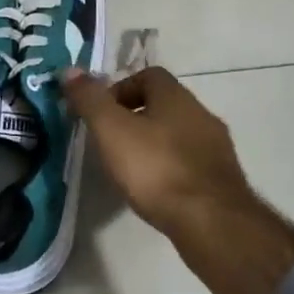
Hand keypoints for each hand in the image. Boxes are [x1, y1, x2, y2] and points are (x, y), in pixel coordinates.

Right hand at [60, 64, 254, 234]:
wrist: (211, 222)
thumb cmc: (156, 168)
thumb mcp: (111, 130)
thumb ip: (90, 99)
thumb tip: (69, 70)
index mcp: (176, 96)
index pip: (148, 75)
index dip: (120, 89)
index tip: (101, 114)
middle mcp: (201, 114)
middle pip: (164, 104)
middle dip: (136, 117)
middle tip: (111, 141)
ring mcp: (216, 147)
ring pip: (178, 134)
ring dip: (155, 144)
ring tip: (131, 169)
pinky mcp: (223, 179)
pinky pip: (190, 162)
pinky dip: (171, 168)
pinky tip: (157, 191)